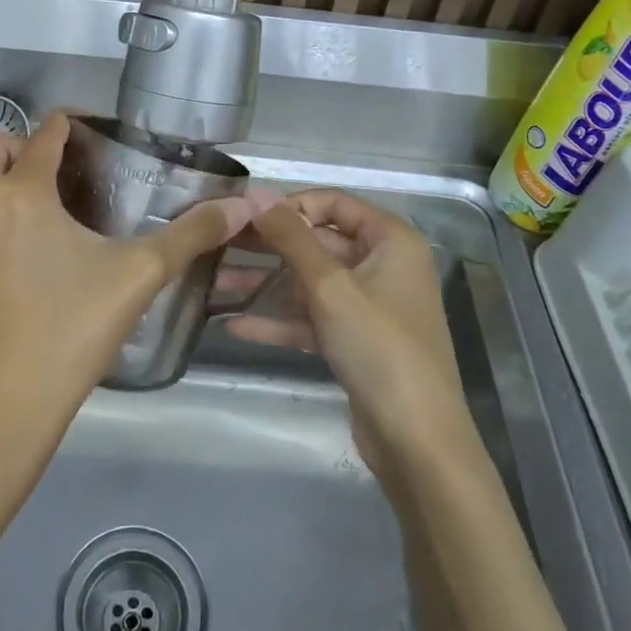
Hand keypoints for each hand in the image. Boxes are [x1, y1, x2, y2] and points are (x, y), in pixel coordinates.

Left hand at [0, 112, 263, 473]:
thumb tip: (242, 207)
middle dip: (21, 144)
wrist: (5, 406)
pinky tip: (17, 254)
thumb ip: (191, 234)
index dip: (71, 124)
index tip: (96, 135)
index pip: (44, 133)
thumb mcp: (139, 277)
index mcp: (22, 194)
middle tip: (62, 173)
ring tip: (43, 210)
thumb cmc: (72, 331)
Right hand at [226, 190, 472, 483]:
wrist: (416, 438)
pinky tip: (235, 325)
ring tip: (214, 284)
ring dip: (265, 284)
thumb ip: (290, 237)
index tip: (244, 217)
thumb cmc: (379, 346)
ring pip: (310, 283)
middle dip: (268, 246)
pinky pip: (312, 318)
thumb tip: (254, 192)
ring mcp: (369, 305)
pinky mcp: (355, 340)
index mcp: (390, 240)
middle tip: (218, 246)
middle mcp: (382, 265)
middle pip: (317, 242)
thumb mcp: (329, 286)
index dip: (289, 205)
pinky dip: (279, 320)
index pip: (333, 202)